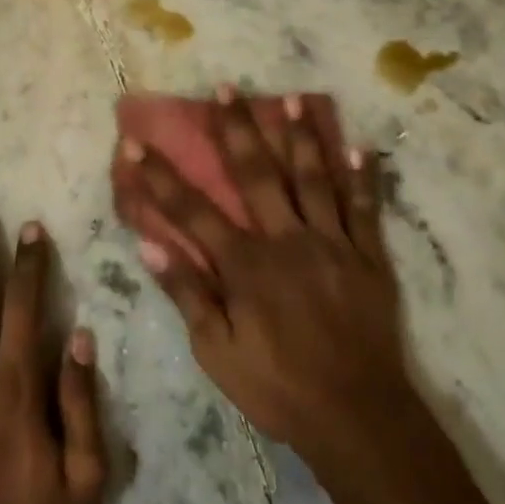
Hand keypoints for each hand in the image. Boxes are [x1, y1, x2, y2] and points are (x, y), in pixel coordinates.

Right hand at [116, 92, 412, 466]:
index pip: (192, 211)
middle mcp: (288, 240)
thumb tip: (150, 246)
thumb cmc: (278, 387)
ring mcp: (333, 244)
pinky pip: (365, 209)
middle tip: (226, 88)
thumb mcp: (217, 352)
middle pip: (258, 174)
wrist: (356, 415)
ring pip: (314, 178)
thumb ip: (187, 294)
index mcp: (246, 265)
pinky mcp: (369, 257)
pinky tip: (360, 148)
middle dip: (237, 129)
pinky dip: (363, 178)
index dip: (160, 176)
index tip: (136, 143)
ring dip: (301, 136)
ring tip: (291, 98)